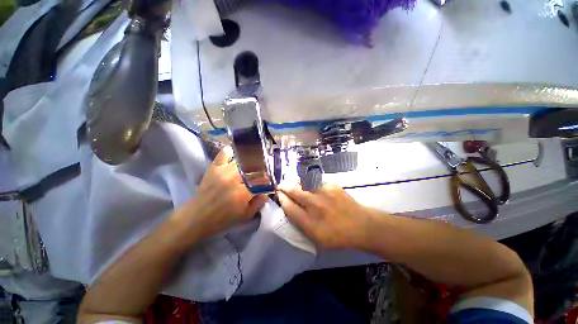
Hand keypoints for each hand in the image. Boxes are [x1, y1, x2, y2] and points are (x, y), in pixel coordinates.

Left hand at [172, 148, 266, 244]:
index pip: (263, 180)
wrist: (197, 217)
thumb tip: (266, 191)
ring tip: (253, 164)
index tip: (269, 180)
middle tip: (262, 172)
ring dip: (250, 161)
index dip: (268, 179)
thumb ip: (259, 203)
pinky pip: (225, 153)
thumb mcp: (246, 216)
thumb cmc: (223, 219)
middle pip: (255, 167)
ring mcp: (224, 170)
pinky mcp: (215, 167)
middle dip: (262, 169)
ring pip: (243, 160)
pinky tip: (235, 157)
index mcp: (244, 192)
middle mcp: (236, 178)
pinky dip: (231, 153)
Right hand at [277, 183, 373, 249]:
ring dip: (294, 182)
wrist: (361, 225)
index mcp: (310, 223)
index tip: (278, 194)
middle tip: (280, 185)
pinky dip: (308, 182)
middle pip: (294, 192)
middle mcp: (315, 206)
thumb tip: (290, 207)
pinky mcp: (331, 186)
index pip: (289, 207)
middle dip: (284, 187)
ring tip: (290, 181)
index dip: (282, 199)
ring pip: (303, 183)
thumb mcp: (317, 238)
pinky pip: (314, 181)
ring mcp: (324, 193)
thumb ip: (301, 224)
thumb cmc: (338, 236)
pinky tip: (307, 183)